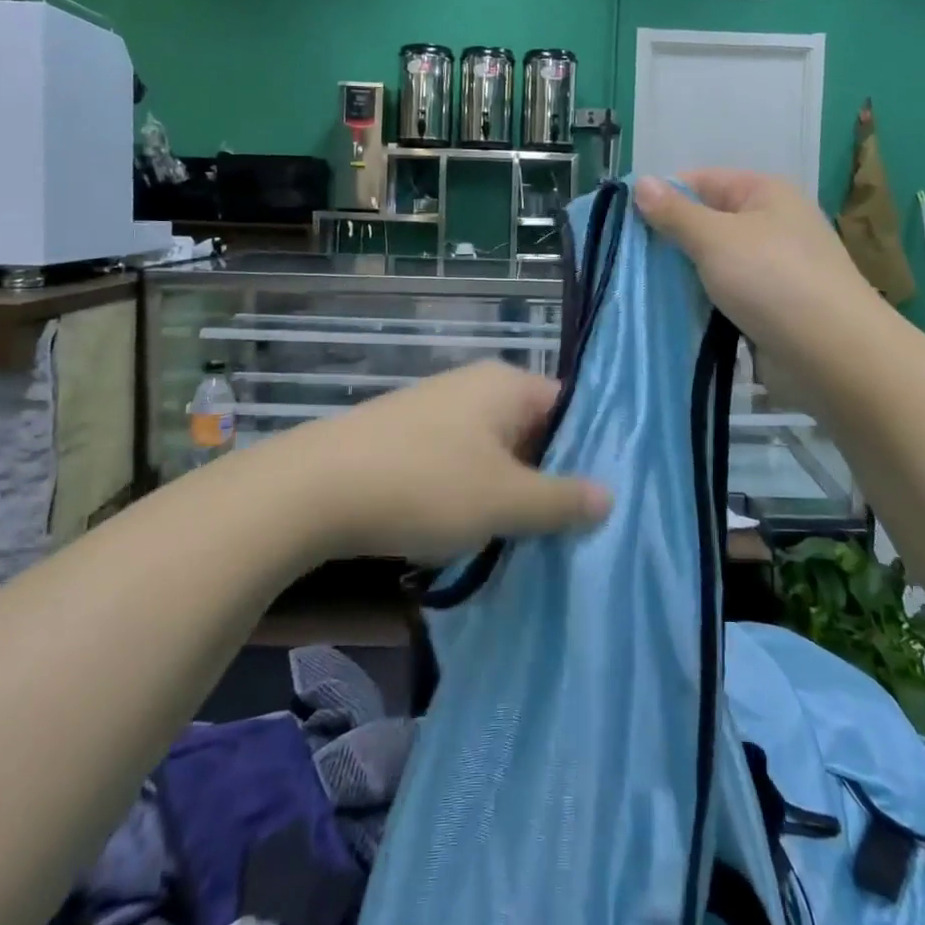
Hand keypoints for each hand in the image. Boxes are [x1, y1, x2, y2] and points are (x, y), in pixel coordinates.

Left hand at [280, 362, 610, 562]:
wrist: (315, 489)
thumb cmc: (427, 485)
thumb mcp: (505, 501)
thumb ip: (561, 500)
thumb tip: (609, 496)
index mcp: (506, 384)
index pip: (568, 408)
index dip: (586, 452)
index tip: (597, 500)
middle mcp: (474, 385)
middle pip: (531, 430)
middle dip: (545, 479)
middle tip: (563, 529)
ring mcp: (436, 408)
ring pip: (492, 451)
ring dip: (505, 492)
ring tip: (517, 539)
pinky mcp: (405, 435)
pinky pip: (456, 461)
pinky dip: (468, 492)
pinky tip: (463, 531)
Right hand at [634, 170, 881, 355]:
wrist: (834, 354)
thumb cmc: (773, 280)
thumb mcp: (716, 238)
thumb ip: (675, 213)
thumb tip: (641, 183)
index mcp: (764, 192)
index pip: (701, 180)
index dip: (662, 196)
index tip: (624, 223)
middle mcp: (771, 223)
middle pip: (707, 221)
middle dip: (669, 239)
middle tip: (627, 258)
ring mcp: (774, 267)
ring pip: (714, 261)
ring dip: (683, 274)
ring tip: (640, 287)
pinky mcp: (772, 305)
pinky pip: (727, 293)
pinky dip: (703, 299)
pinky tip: (673, 311)